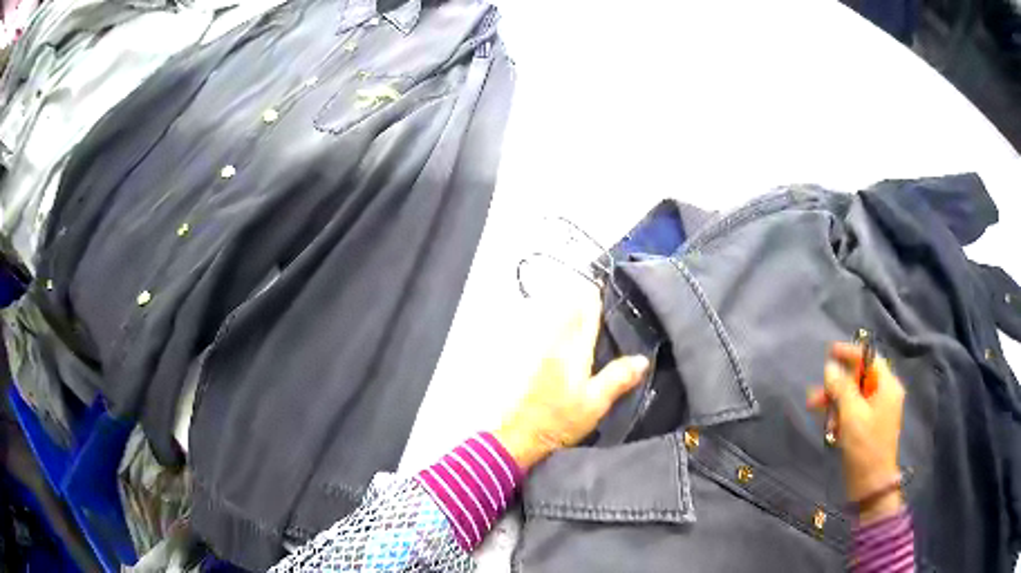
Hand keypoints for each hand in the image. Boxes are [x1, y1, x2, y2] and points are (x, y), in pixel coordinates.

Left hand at [493, 293, 648, 470]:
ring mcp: (545, 353)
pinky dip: (568, 327)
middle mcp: (557, 345)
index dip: (596, 296)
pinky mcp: (539, 364)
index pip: (586, 314)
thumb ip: (618, 378)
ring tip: (597, 310)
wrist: (523, 435)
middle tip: (607, 293)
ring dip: (576, 311)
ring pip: (562, 322)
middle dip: (586, 299)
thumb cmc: (560, 419)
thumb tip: (642, 358)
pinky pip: (557, 335)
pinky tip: (579, 336)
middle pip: (571, 313)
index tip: (607, 281)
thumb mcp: (595, 402)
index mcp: (573, 350)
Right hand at [807, 342, 905, 522]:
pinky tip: (830, 428)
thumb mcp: (851, 414)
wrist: (871, 484)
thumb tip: (831, 367)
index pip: (869, 358)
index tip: (829, 352)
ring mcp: (878, 411)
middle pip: (859, 378)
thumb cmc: (864, 446)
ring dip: (835, 401)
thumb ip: (841, 387)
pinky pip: (854, 411)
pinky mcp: (870, 426)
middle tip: (815, 394)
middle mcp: (885, 394)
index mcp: (887, 386)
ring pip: (854, 396)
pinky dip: (841, 415)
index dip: (850, 353)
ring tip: (816, 410)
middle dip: (837, 384)